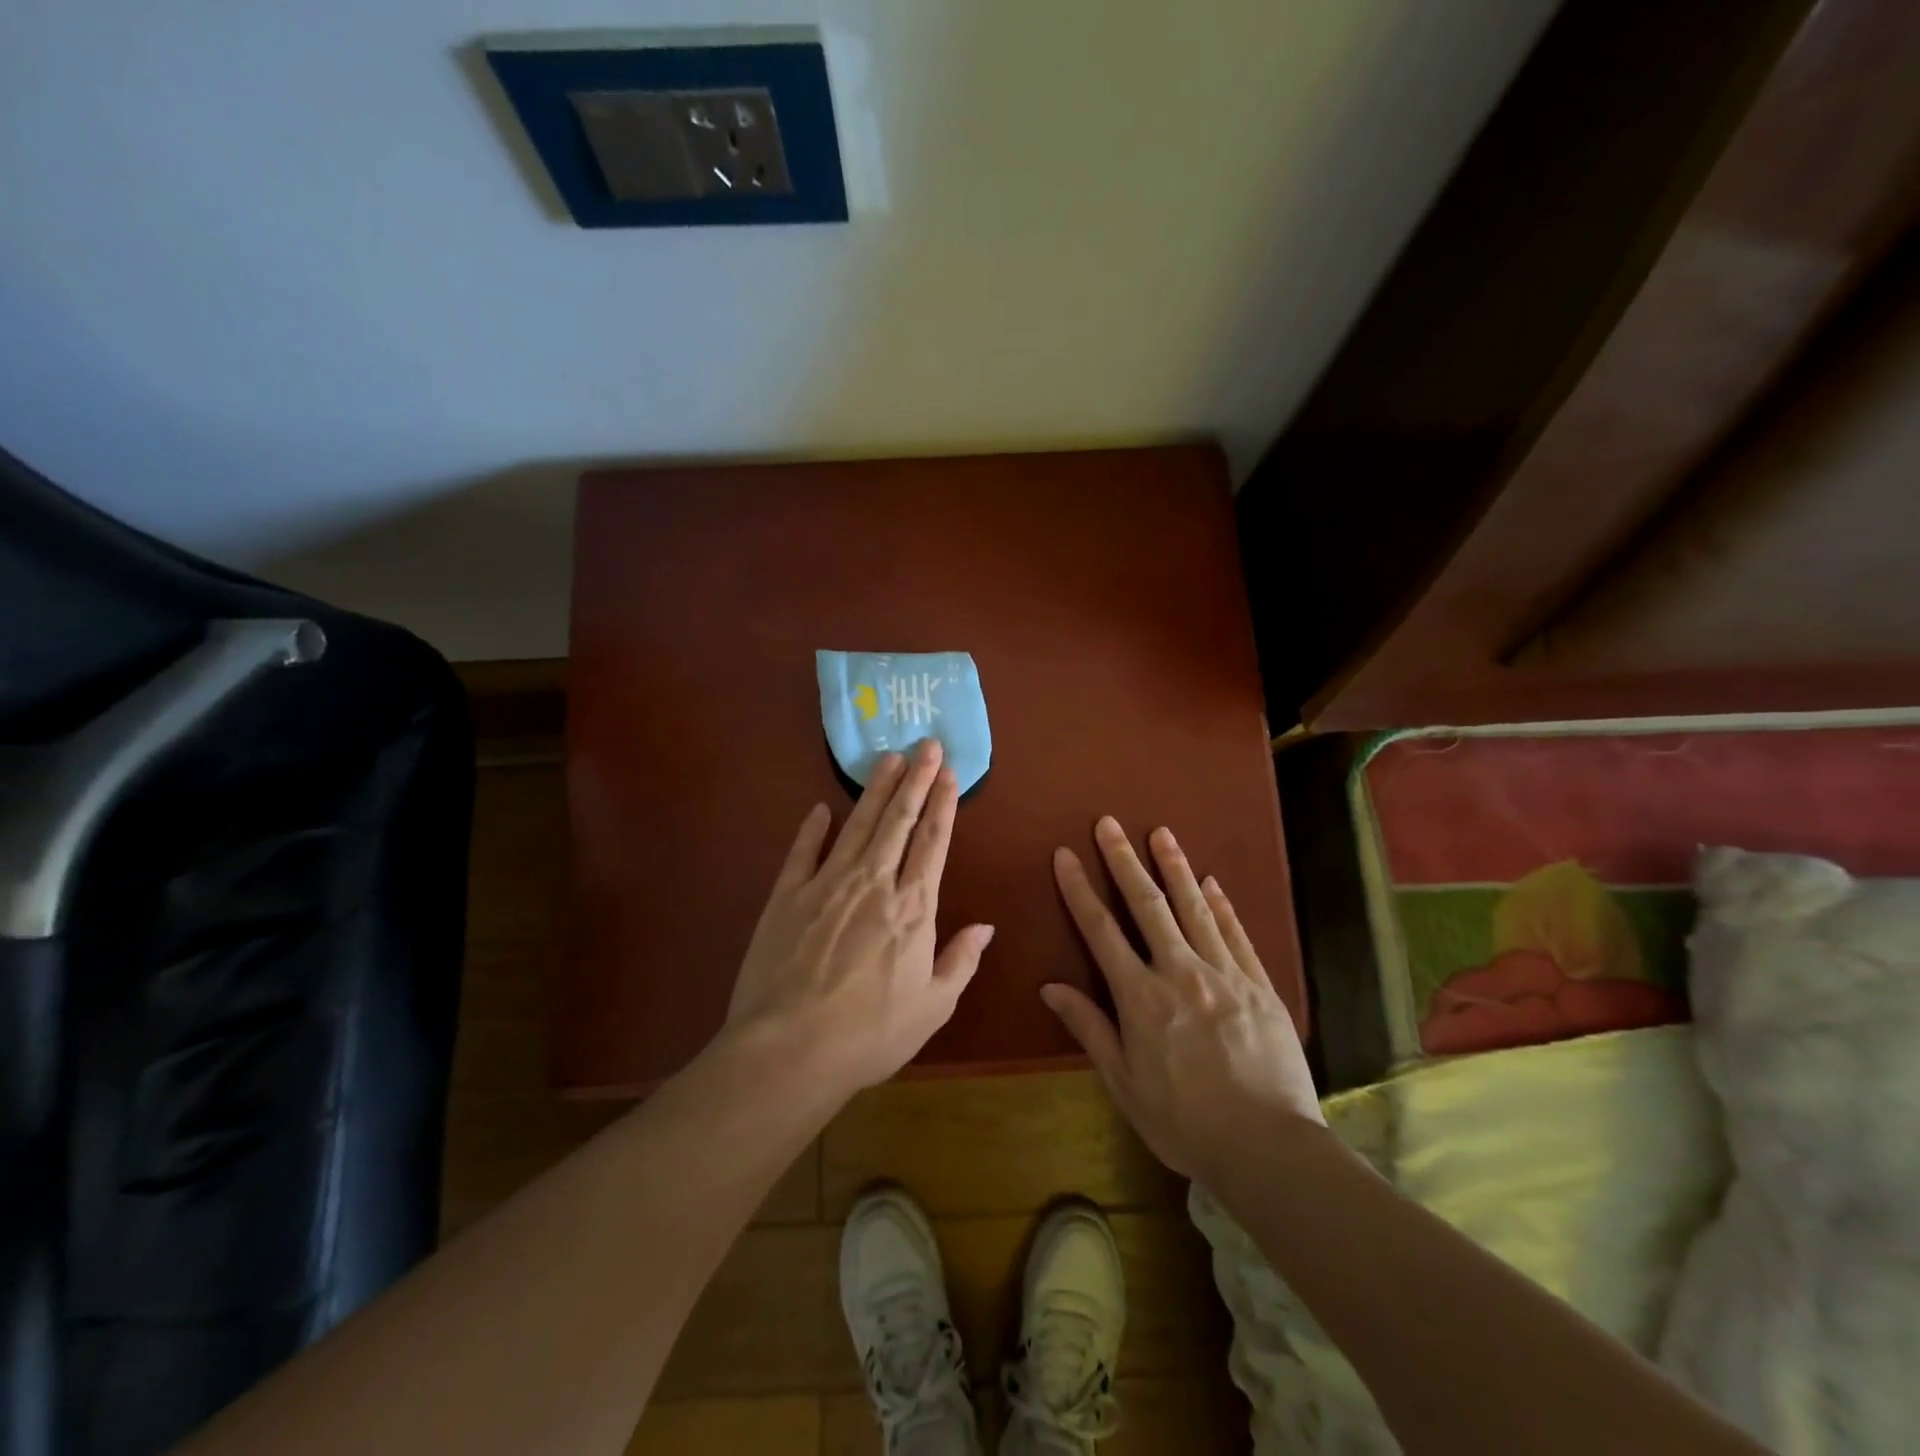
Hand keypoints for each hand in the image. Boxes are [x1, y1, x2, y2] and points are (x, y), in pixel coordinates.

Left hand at [725, 738, 993, 1095]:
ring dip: (875, 789)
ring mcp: (827, 884)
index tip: (948, 772)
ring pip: (858, 824)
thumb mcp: (932, 1007)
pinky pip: (803, 852)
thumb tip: (986, 927)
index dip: (942, 803)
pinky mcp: (786, 896)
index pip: (933, 842)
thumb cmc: (870, 1034)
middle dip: (914, 779)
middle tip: (924, 743)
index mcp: (913, 907)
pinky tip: (820, 808)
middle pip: (899, 820)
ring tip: (887, 758)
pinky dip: (812, 829)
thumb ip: (961, 961)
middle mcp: (873, 882)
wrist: (789, 1049)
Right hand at [1044, 817, 1323, 1186]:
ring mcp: (1225, 974)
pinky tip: (1212, 882)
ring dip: (1175, 867)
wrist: (1269, 1147)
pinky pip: (1236, 934)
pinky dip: (1222, 905)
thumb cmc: (1185, 1122)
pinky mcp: (1260, 985)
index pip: (1101, 930)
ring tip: (1161, 833)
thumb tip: (1051, 987)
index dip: (1080, 889)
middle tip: (1109, 824)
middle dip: (1124, 860)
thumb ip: (1090, 1028)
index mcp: (1141, 997)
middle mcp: (1180, 972)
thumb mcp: (1125, 1083)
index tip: (1066, 856)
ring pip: (1194, 908)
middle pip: (1147, 905)